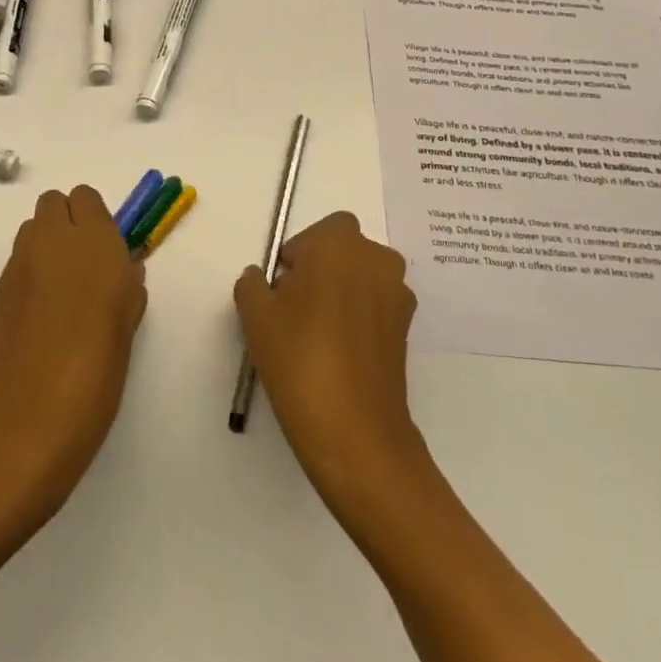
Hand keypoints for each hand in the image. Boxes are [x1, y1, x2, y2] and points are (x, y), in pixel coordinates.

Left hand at [0, 186, 147, 512]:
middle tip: (82, 263)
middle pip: (53, 202)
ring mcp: (19, 263)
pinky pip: (17, 264)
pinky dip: (28, 275)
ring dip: (45, 244)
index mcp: (94, 241)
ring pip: (31, 229)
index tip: (104, 249)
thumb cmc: (98, 368)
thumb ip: (128, 286)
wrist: (33, 415)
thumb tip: (124, 271)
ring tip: (59, 288)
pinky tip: (38, 315)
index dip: (94, 218)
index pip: (85, 197)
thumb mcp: (129, 324)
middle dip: (67, 221)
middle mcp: (53, 240)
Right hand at [234, 212, 423, 501]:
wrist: (354, 431)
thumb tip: (261, 279)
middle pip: (344, 251)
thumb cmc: (299, 357)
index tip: (282, 287)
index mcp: (340, 243)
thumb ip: (252, 284)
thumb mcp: (255, 316)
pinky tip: (338, 354)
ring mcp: (398, 296)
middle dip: (322, 270)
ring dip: (343, 293)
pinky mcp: (408, 331)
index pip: (320, 230)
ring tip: (317, 334)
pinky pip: (376, 308)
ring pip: (362, 279)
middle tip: (296, 308)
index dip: (300, 254)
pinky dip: (359, 319)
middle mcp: (376, 259)